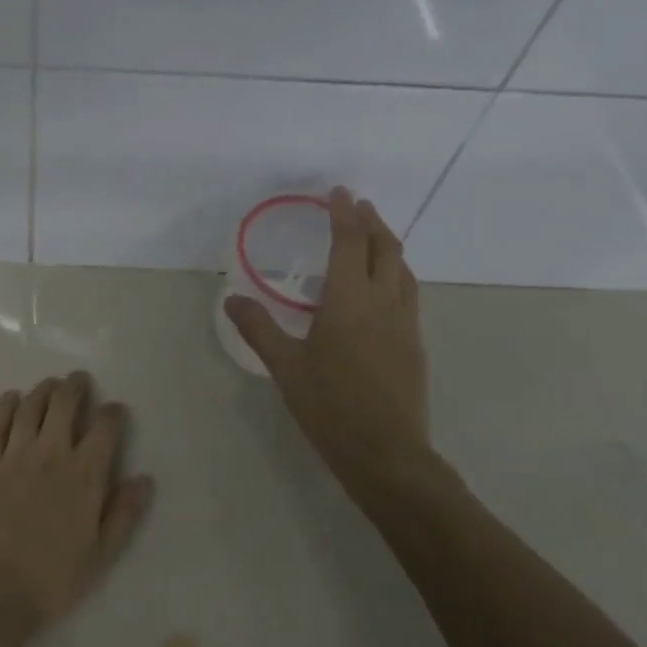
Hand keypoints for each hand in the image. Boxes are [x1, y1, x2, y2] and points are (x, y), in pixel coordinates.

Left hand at [0, 373, 154, 645]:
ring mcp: (14, 455)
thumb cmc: (51, 580)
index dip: (113, 413)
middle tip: (79, 381)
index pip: (105, 428)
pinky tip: (12, 398)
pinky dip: (6, 405)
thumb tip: (145, 480)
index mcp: (84, 476)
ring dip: (43, 390)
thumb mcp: (100, 556)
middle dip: (75, 386)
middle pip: (64, 403)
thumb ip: (123, 514)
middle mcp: (51, 454)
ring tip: (50, 385)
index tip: (115, 410)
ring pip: (31, 407)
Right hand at [224, 187, 436, 496]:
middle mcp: (383, 303)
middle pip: (385, 248)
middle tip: (358, 206)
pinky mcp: (414, 345)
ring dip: (388, 246)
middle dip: (372, 222)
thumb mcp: (285, 366)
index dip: (344, 214)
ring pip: (403, 270)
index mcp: (349, 301)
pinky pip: (408, 293)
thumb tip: (232, 298)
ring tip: (372, 238)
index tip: (339, 193)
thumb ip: (259, 327)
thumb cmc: (330, 406)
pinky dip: (395, 274)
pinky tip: (383, 288)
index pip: (350, 243)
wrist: (386, 453)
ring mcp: (405, 324)